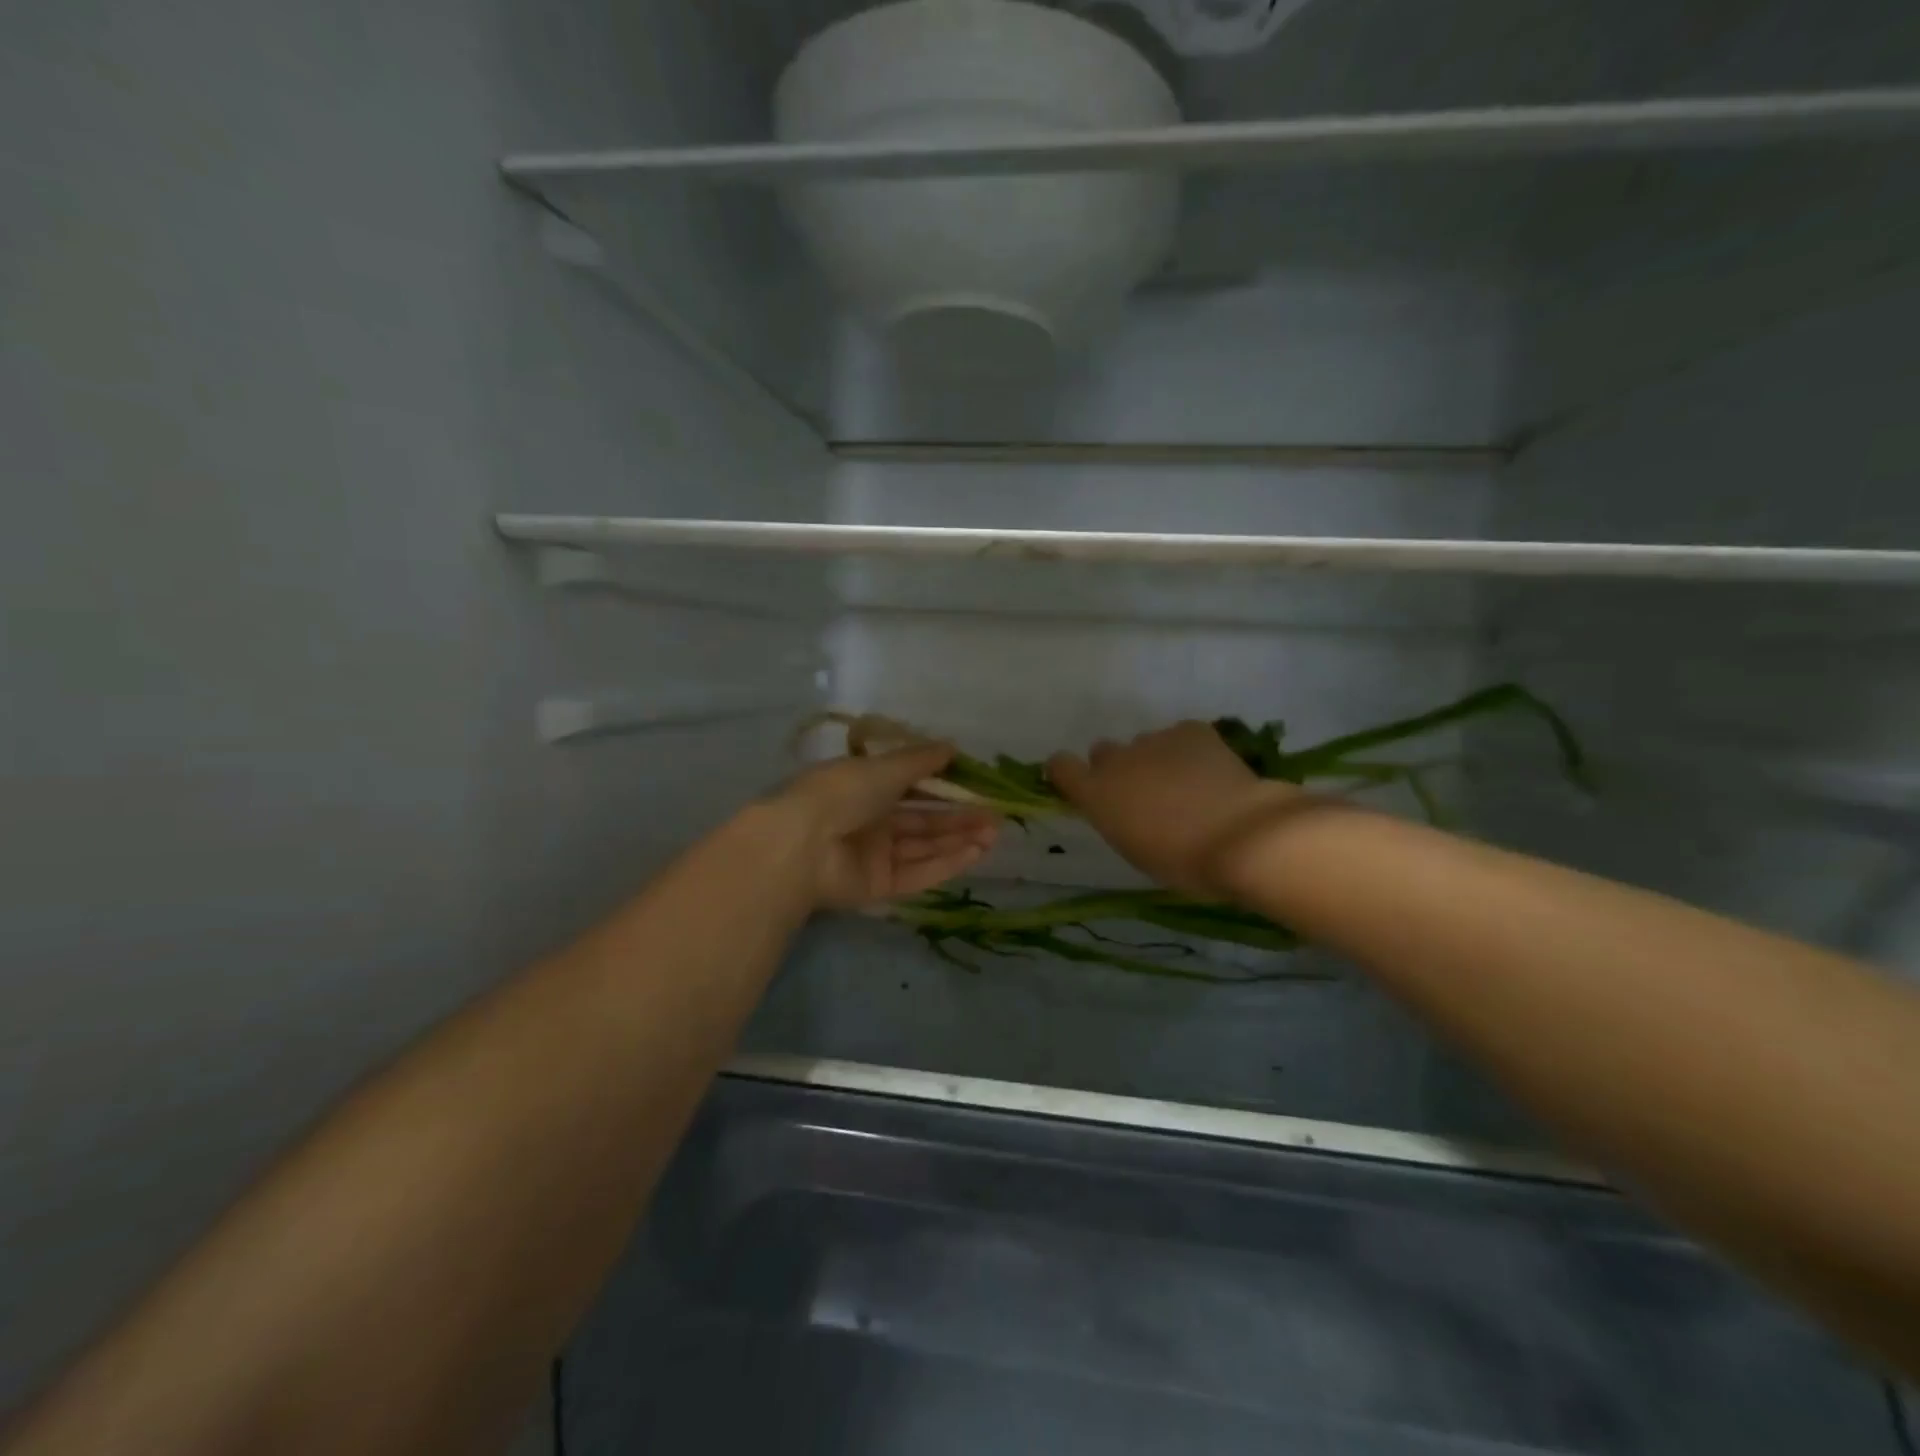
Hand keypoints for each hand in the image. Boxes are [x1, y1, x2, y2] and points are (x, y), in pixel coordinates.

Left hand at [776, 744, 999, 909]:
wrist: (803, 844)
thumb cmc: (842, 792)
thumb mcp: (884, 767)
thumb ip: (920, 760)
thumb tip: (951, 746)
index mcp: (864, 787)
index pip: (910, 786)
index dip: (943, 786)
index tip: (976, 785)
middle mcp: (870, 821)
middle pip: (922, 821)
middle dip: (959, 818)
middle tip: (996, 816)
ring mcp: (874, 856)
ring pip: (924, 847)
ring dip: (959, 840)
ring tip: (994, 834)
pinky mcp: (879, 887)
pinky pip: (917, 873)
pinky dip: (946, 864)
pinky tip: (976, 854)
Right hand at [1048, 722, 1301, 895]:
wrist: (1240, 835)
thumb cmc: (1182, 861)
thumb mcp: (1134, 850)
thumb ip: (1119, 820)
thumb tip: (1124, 809)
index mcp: (1096, 794)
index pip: (1060, 766)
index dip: (1067, 772)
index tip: (1079, 784)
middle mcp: (1117, 761)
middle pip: (1103, 752)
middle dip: (1117, 768)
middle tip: (1143, 794)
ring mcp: (1154, 740)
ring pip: (1144, 744)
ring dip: (1154, 760)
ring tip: (1186, 785)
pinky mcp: (1191, 730)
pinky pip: (1180, 736)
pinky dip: (1189, 750)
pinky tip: (1209, 771)